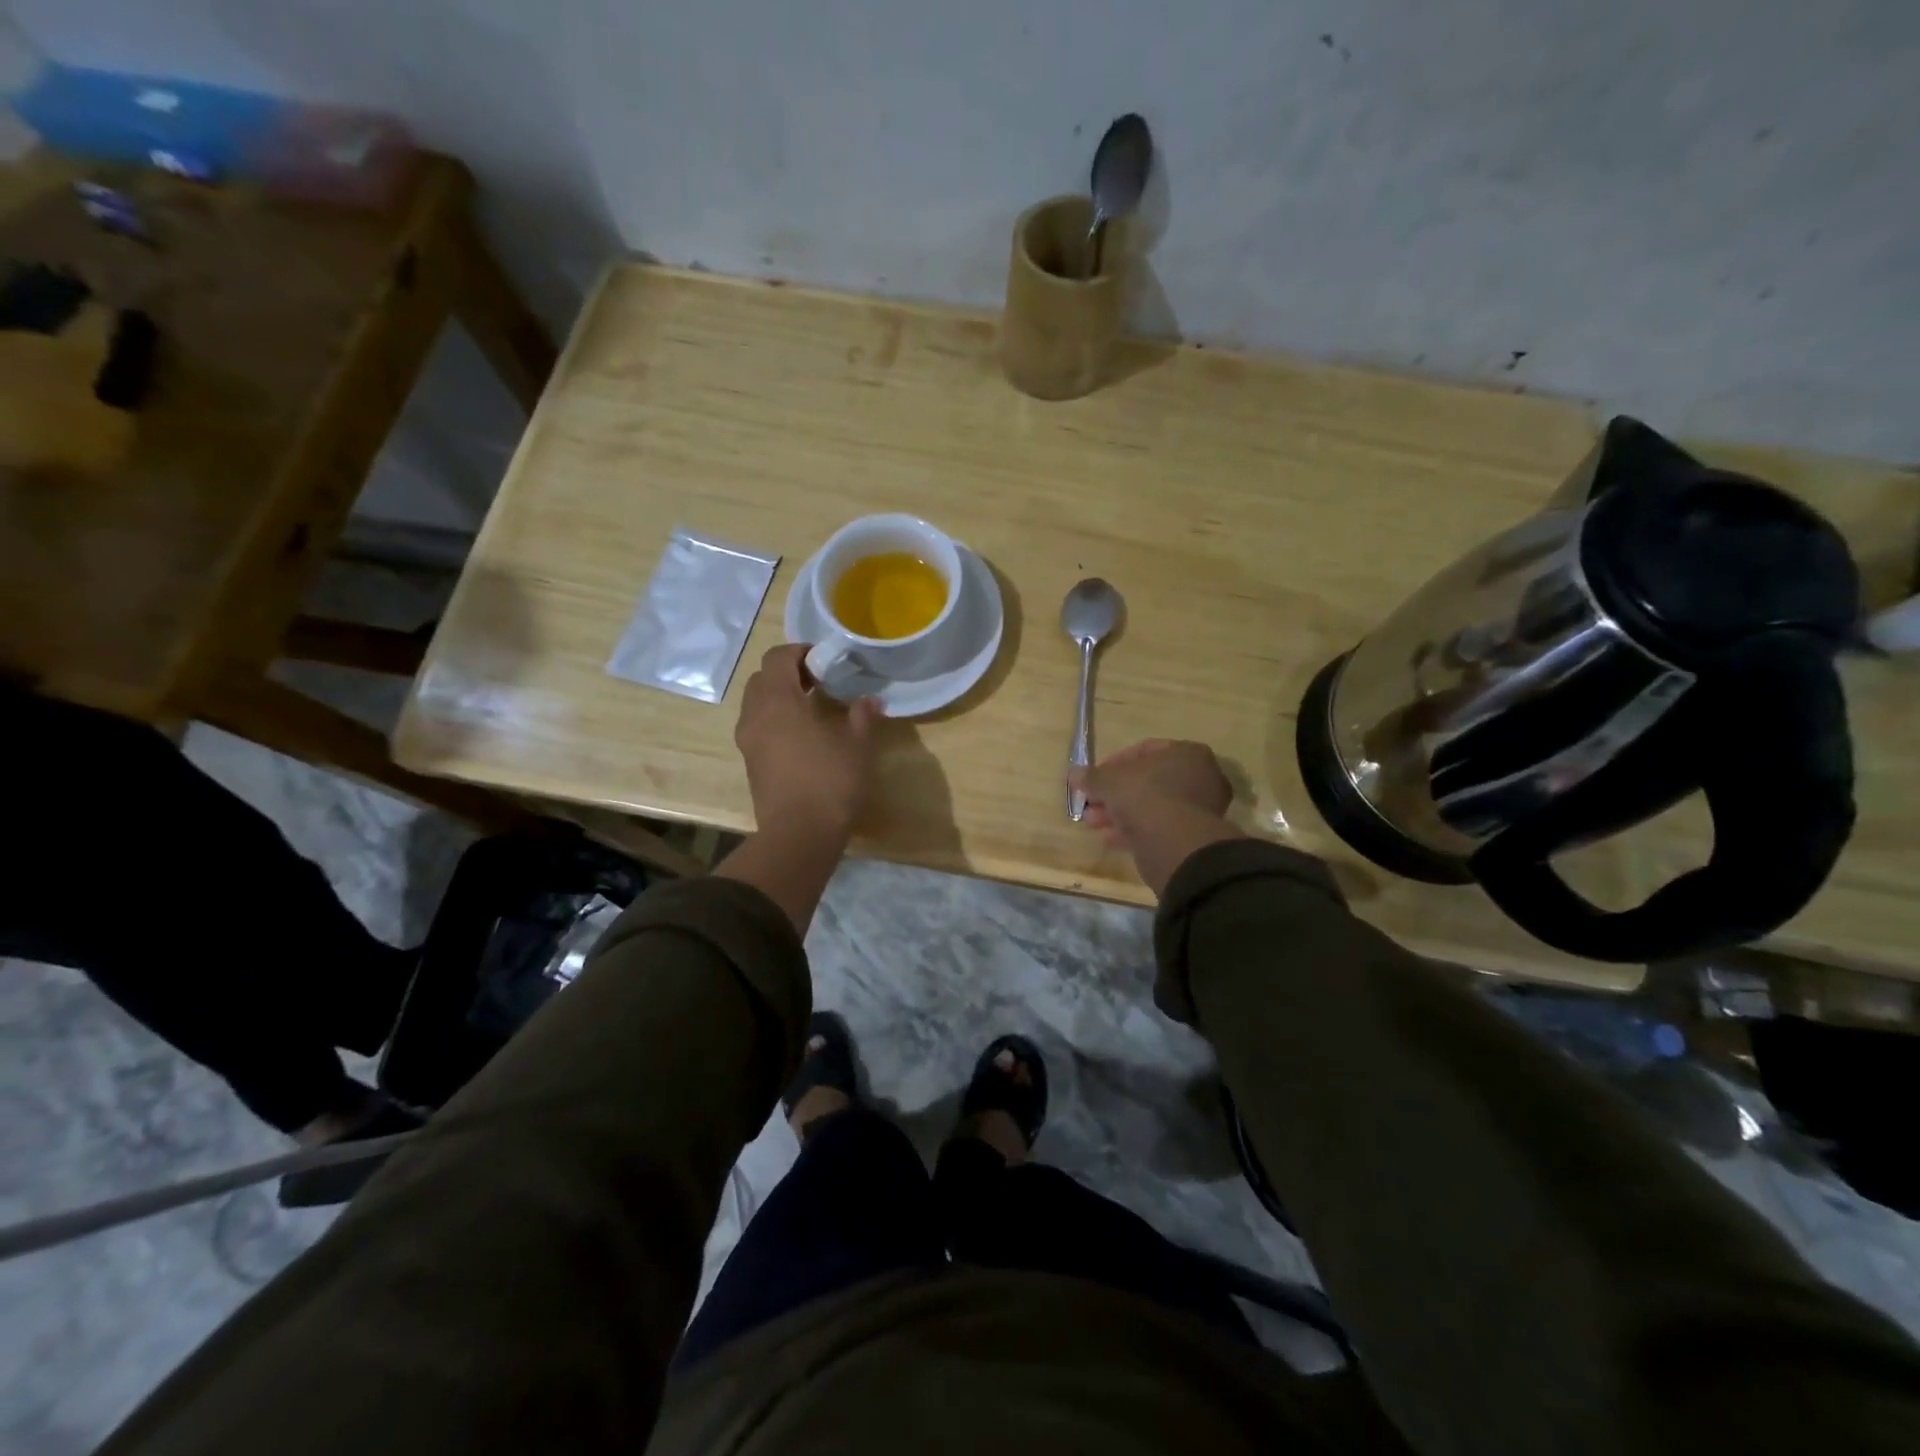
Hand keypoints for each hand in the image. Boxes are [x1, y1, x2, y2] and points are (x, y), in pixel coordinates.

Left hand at [735, 644, 883, 839]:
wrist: (799, 835)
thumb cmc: (830, 782)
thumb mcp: (858, 746)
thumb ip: (863, 716)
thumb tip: (871, 700)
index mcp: (778, 701)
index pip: (777, 658)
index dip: (800, 652)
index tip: (824, 661)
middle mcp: (755, 715)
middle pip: (762, 679)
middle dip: (787, 673)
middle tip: (818, 682)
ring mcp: (748, 741)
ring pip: (756, 704)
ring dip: (779, 698)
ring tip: (811, 709)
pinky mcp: (750, 764)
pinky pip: (757, 728)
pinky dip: (775, 720)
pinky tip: (802, 737)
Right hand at [1070, 740, 1240, 896]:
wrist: (1173, 842)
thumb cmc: (1144, 795)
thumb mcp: (1108, 781)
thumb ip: (1091, 776)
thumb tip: (1074, 774)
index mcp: (1187, 753)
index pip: (1144, 750)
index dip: (1113, 763)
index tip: (1094, 778)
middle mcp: (1200, 777)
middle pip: (1147, 781)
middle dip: (1114, 794)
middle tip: (1091, 804)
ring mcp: (1200, 809)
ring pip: (1151, 806)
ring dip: (1120, 814)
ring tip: (1094, 824)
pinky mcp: (1193, 836)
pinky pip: (1158, 827)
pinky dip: (1134, 831)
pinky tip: (1110, 839)